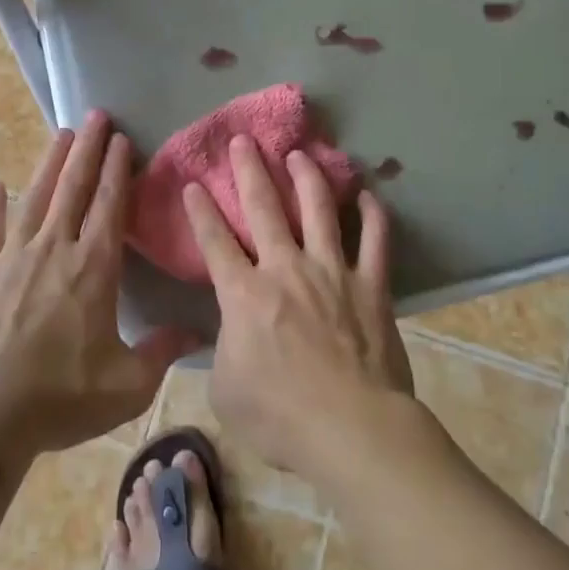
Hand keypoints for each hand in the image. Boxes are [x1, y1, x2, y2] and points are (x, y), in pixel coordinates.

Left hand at [0, 111, 194, 454]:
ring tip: (60, 133)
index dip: (116, 169)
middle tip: (95, 114)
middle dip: (87, 149)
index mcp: (93, 268)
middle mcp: (55, 250)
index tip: (122, 138)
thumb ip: (162, 352)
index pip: (109, 205)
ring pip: (35, 199)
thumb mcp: (128, 384)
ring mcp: (12, 258)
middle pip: (73, 188)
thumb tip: (198, 332)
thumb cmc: (62, 396)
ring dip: (50, 164)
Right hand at [184, 136, 412, 479]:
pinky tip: (367, 195)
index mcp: (245, 295)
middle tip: (243, 140)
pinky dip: (372, 216)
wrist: (350, 429)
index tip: (194, 183)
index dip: (201, 211)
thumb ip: (224, 350)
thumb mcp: (226, 390)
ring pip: (318, 210)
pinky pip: (375, 241)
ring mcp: (332, 272)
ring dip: (306, 177)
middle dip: (249, 171)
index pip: (215, 242)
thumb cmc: (280, 417)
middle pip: (264, 208)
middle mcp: (286, 269)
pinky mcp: (371, 285)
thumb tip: (230, 332)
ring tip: (299, 153)